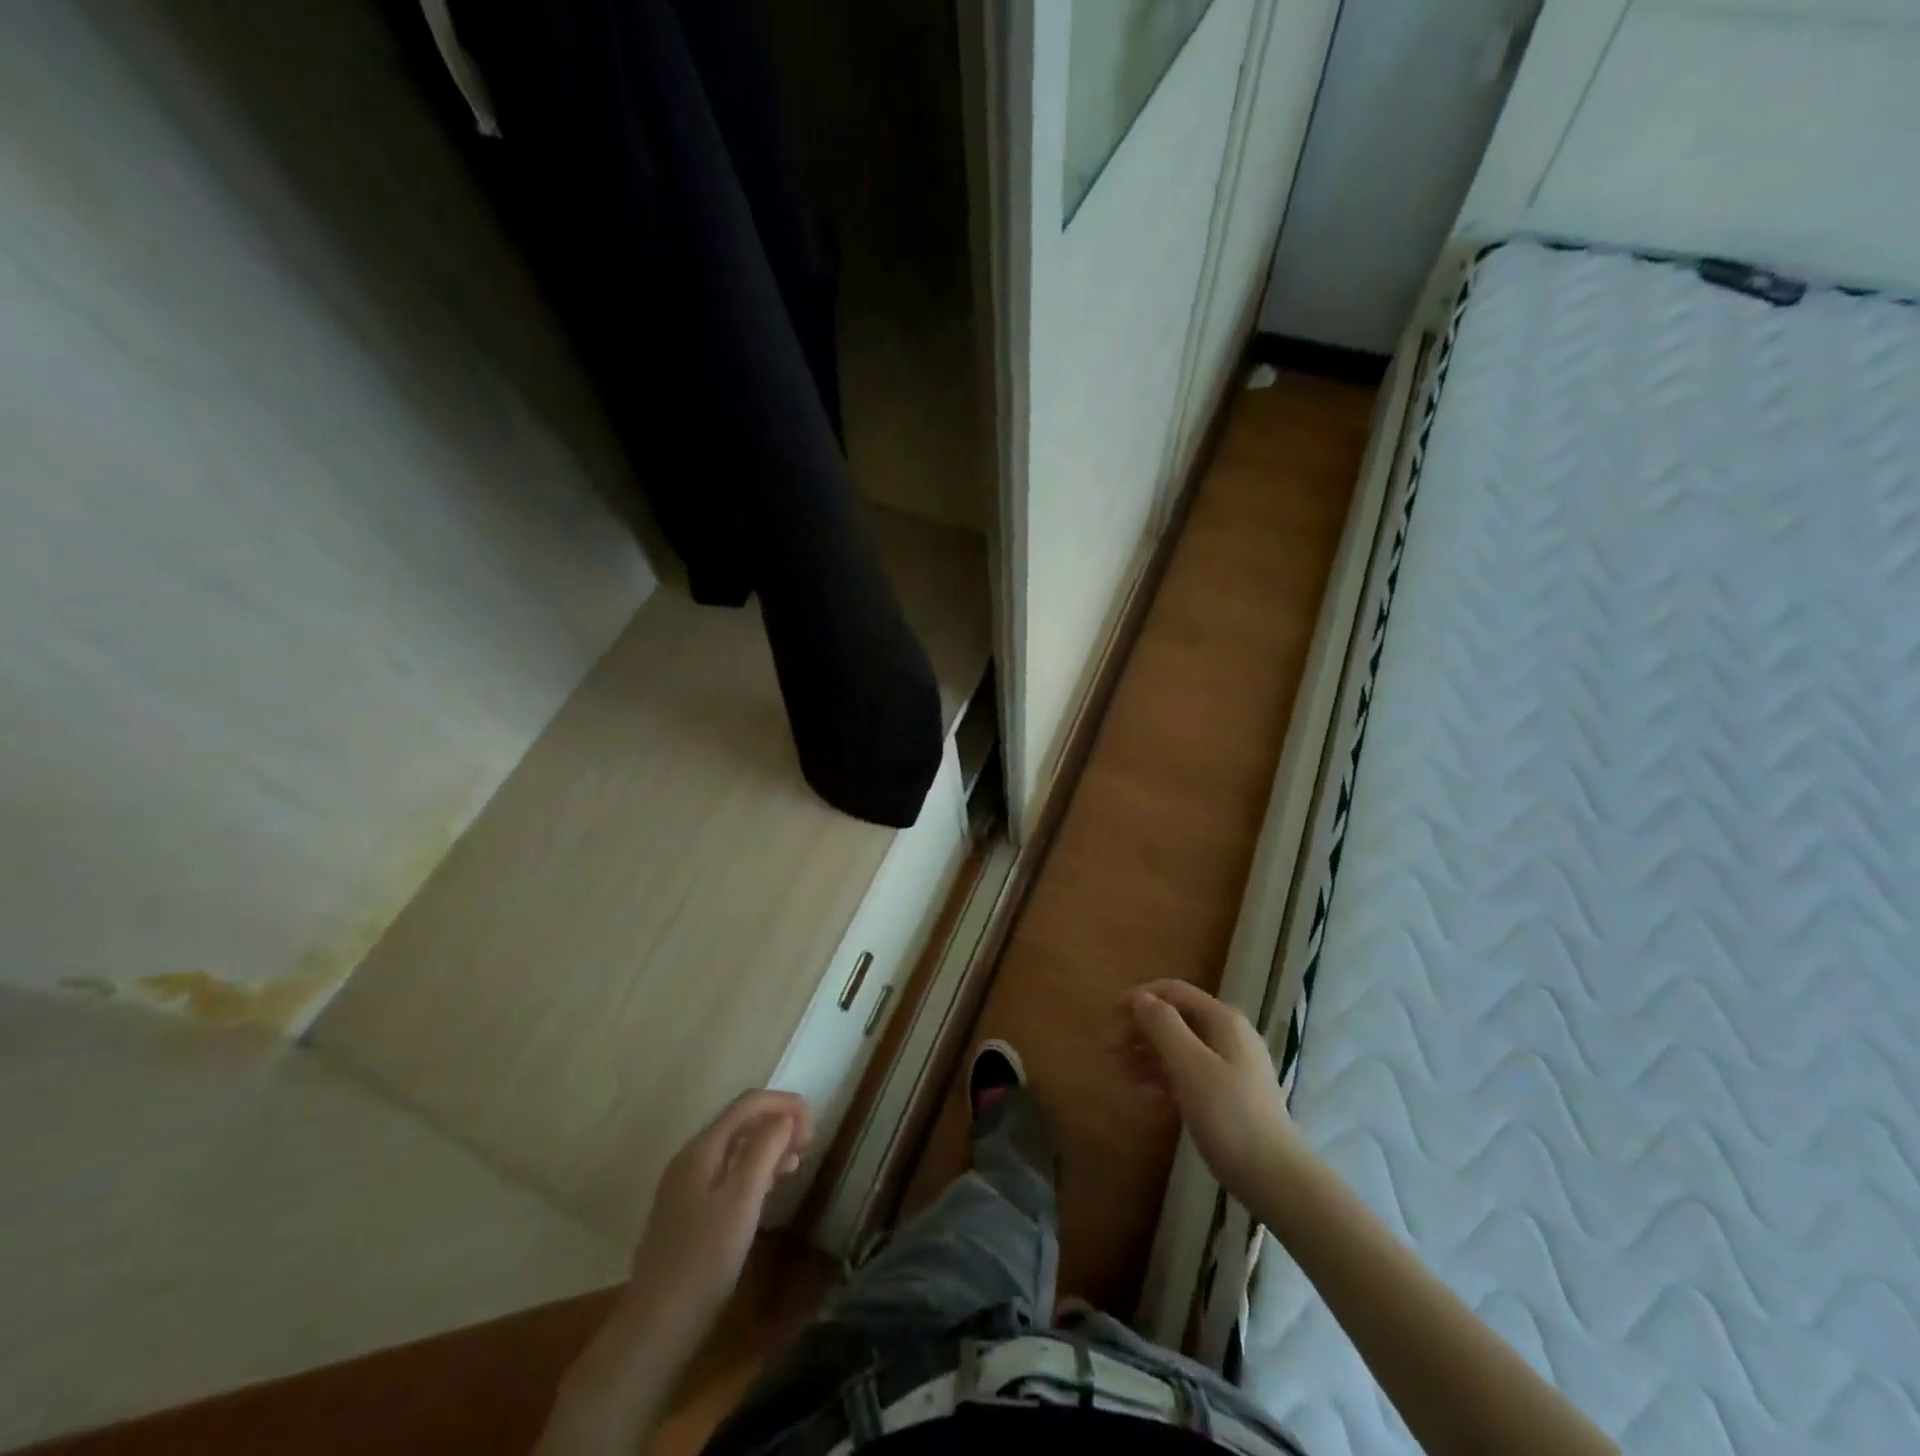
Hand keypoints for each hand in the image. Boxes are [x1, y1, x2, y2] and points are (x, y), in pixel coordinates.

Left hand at [625, 1089, 812, 1344]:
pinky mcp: (687, 1212)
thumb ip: (765, 1150)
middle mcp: (691, 1158)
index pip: (748, 1103)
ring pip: (735, 1148)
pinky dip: (754, 1169)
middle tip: (809, 1145)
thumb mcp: (742, 1200)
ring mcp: (685, 1186)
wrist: (655, 1329)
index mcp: (702, 1149)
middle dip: (778, 1123)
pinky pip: (727, 1172)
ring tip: (797, 1163)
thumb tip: (786, 1116)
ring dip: (768, 1146)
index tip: (814, 1126)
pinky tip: (770, 1188)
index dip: (784, 1104)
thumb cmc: (704, 1261)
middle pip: (740, 1121)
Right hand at [1119, 980, 1299, 1198]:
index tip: (1110, 1018)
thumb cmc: (1228, 1116)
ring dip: (1147, 1054)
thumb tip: (1141, 998)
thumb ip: (1163, 1025)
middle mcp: (1228, 1034)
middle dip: (1140, 1029)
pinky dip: (1164, 1076)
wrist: (1275, 1178)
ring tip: (1120, 1073)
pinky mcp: (1229, 1094)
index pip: (1173, 991)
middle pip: (1175, 1018)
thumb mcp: (1190, 1065)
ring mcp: (1231, 1065)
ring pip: (1179, 1046)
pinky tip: (1146, 1094)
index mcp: (1222, 1019)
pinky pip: (1189, 1072)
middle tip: (1110, 1052)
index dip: (1139, 998)